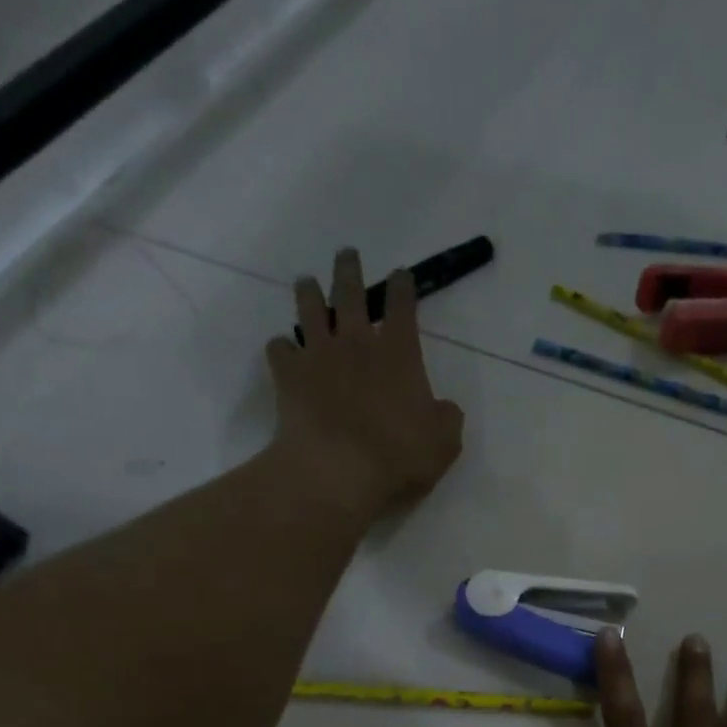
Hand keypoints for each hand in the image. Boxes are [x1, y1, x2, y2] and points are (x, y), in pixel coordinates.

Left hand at [265, 248, 464, 513]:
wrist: (337, 470)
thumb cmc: (399, 456)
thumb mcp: (443, 443)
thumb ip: (446, 418)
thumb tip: (443, 408)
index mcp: (399, 353)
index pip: (403, 306)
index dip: (403, 286)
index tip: (401, 274)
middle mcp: (356, 342)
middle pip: (350, 292)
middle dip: (350, 270)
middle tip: (347, 255)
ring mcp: (318, 355)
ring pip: (309, 309)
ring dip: (309, 292)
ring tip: (307, 283)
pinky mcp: (288, 376)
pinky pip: (279, 349)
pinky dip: (282, 347)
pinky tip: (284, 350)